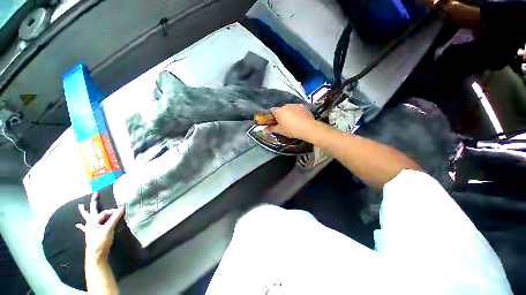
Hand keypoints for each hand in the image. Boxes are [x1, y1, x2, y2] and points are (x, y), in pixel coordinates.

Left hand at [76, 192, 123, 262]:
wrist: (96, 256)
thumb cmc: (100, 242)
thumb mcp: (108, 229)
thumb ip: (115, 218)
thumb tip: (122, 207)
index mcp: (93, 221)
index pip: (105, 212)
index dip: (113, 211)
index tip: (121, 212)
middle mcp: (91, 223)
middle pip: (92, 211)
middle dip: (94, 202)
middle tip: (96, 194)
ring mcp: (90, 229)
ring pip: (88, 218)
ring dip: (85, 212)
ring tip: (80, 206)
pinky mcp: (91, 234)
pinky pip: (85, 227)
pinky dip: (82, 225)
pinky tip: (77, 225)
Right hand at [266, 104, 317, 139]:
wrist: (308, 128)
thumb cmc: (291, 129)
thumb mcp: (280, 131)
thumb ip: (271, 129)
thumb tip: (264, 130)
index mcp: (278, 111)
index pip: (271, 111)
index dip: (271, 117)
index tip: (274, 122)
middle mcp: (286, 105)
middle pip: (280, 109)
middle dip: (281, 115)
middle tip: (283, 123)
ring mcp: (295, 105)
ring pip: (289, 108)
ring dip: (288, 113)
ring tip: (293, 122)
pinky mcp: (303, 106)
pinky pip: (296, 109)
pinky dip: (296, 112)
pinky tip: (299, 119)